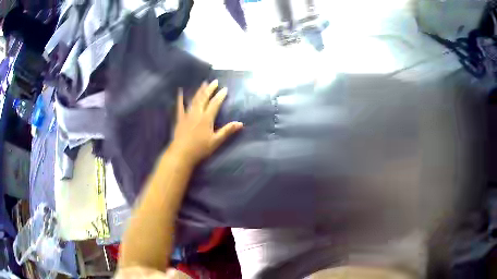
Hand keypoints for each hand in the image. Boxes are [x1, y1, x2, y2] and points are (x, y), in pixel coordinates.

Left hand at [169, 80, 242, 166]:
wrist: (181, 154)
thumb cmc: (199, 149)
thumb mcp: (215, 141)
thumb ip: (227, 131)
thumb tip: (240, 123)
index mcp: (206, 118)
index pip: (215, 104)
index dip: (220, 96)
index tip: (225, 89)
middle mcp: (197, 113)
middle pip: (204, 98)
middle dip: (210, 89)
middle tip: (215, 81)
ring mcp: (187, 115)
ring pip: (194, 100)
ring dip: (199, 91)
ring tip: (203, 83)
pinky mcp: (180, 119)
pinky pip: (180, 106)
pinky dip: (180, 99)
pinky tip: (180, 92)